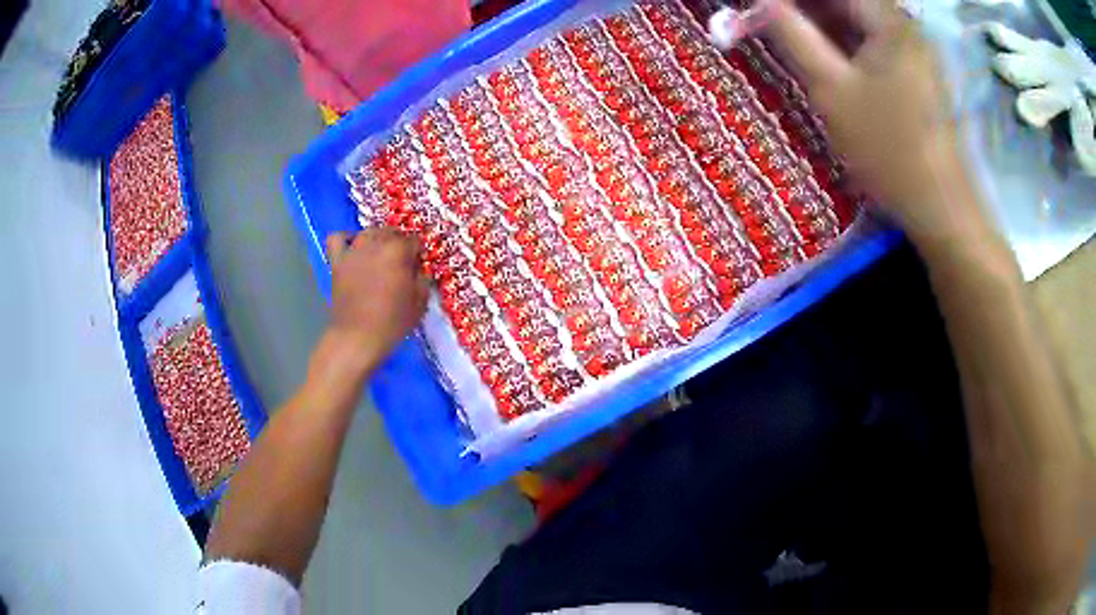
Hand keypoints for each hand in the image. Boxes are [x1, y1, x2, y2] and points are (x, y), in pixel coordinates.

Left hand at [322, 228, 429, 374]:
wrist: (358, 337)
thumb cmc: (393, 322)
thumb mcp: (420, 302)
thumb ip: (422, 278)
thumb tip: (418, 269)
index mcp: (399, 251)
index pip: (414, 241)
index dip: (418, 254)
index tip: (418, 268)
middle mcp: (376, 243)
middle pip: (391, 232)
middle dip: (400, 244)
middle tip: (402, 264)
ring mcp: (354, 250)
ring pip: (368, 232)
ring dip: (377, 239)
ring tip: (380, 255)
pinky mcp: (337, 261)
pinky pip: (337, 238)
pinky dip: (345, 239)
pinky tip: (353, 248)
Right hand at [766, 1, 987, 243]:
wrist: (939, 206)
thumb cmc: (888, 150)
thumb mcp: (832, 90)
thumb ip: (793, 36)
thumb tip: (761, 3)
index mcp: (889, 21)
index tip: (761, 7)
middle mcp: (904, 25)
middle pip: (847, 2)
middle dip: (806, 9)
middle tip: (771, 23)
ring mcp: (912, 48)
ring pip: (857, 19)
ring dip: (821, 24)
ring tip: (789, 38)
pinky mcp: (914, 69)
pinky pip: (871, 40)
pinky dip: (843, 42)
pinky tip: (823, 56)